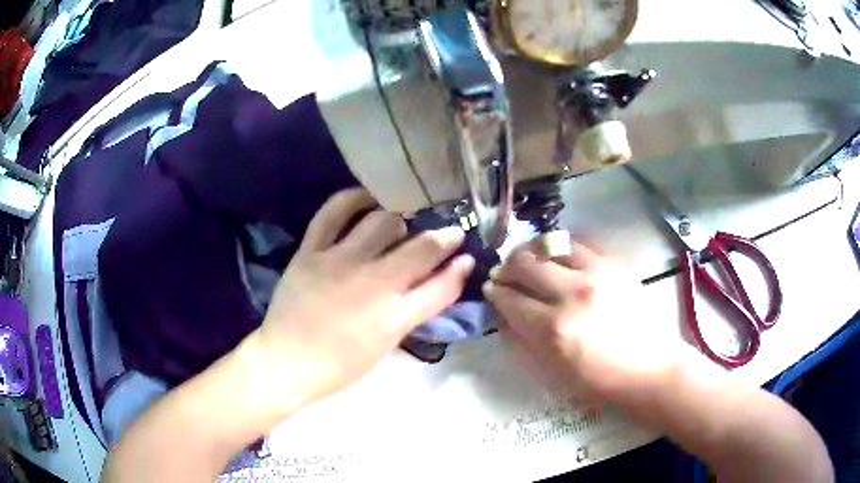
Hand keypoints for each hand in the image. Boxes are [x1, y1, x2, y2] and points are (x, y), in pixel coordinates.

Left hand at [252, 188, 473, 405]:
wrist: (286, 361)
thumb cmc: (338, 365)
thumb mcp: (385, 346)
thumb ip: (411, 314)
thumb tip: (433, 284)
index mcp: (393, 317)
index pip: (441, 286)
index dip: (461, 269)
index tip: (468, 256)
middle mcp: (372, 283)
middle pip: (420, 248)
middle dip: (444, 237)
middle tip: (450, 232)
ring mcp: (339, 262)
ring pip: (383, 222)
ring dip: (401, 220)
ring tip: (404, 223)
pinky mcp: (311, 251)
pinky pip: (334, 212)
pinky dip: (354, 199)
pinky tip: (367, 199)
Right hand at [483, 241, 677, 401]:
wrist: (650, 368)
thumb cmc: (601, 380)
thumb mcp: (555, 371)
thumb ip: (526, 339)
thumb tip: (507, 313)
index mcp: (554, 328)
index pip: (511, 299)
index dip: (496, 292)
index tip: (491, 288)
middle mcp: (572, 293)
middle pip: (526, 264)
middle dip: (507, 266)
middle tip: (504, 272)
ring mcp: (596, 273)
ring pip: (551, 244)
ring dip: (532, 250)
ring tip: (528, 258)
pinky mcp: (614, 264)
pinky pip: (579, 243)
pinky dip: (561, 246)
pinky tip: (558, 255)